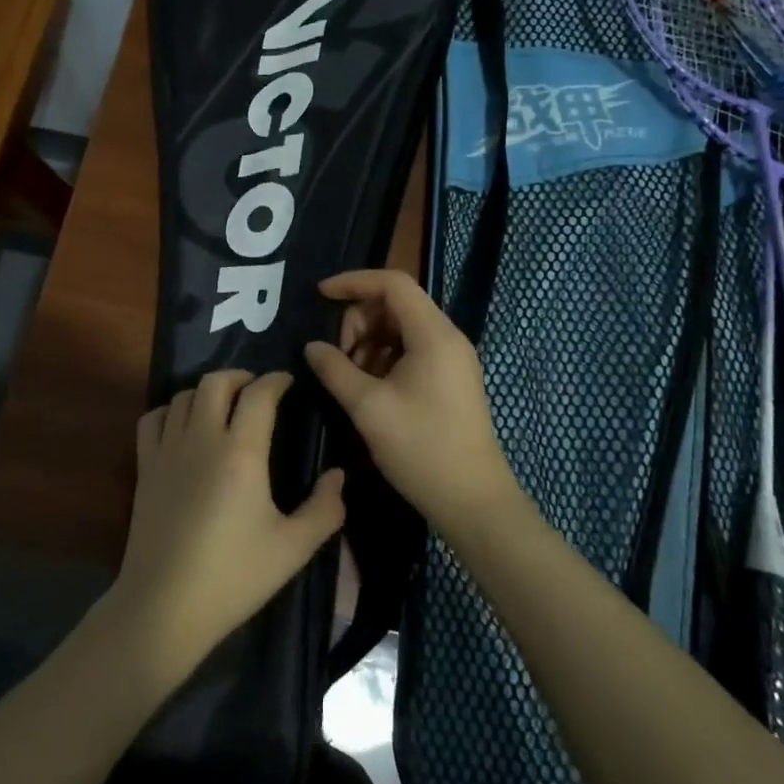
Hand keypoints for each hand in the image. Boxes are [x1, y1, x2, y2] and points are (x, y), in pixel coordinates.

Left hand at [112, 370, 344, 681]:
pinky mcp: (144, 467)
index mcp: (242, 453)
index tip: (288, 381)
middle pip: (216, 381)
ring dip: (207, 392)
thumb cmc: (234, 577)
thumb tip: (338, 475)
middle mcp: (202, 438)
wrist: (165, 606)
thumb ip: (324, 509)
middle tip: (257, 391)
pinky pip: (152, 419)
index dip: (276, 380)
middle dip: (240, 376)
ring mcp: (167, 450)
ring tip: (223, 406)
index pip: (259, 394)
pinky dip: (170, 411)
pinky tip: (183, 426)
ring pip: (183, 395)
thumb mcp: (293, 548)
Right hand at [304, 270, 519, 537]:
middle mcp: (447, 337)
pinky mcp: (449, 379)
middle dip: (359, 321)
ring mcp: (451, 359)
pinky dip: (384, 359)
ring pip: (401, 328)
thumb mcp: (368, 408)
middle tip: (338, 357)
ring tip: (351, 379)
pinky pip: (411, 350)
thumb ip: (335, 369)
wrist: (472, 501)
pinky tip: (369, 388)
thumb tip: (311, 347)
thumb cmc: (421, 448)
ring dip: (369, 342)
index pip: (393, 283)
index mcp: (433, 334)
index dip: (353, 282)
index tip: (320, 294)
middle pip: (395, 304)